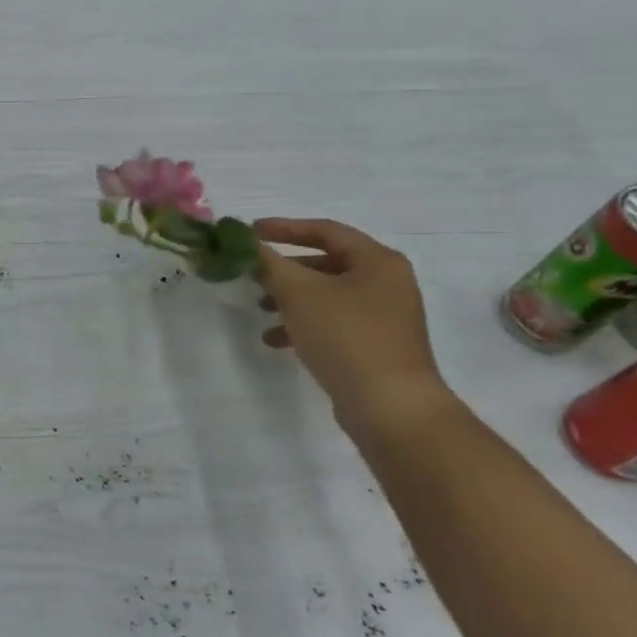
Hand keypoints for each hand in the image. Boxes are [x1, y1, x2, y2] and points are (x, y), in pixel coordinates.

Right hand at [254, 218, 451, 436]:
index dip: (284, 228)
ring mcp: (384, 317)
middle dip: (285, 268)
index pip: (325, 230)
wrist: (391, 408)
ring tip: (260, 309)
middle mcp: (387, 283)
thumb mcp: (298, 293)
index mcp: (378, 261)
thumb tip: (244, 244)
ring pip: (327, 295)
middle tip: (253, 272)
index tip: (249, 232)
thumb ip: (268, 263)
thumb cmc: (346, 337)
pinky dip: (304, 324)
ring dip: (290, 298)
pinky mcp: (376, 345)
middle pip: (326, 263)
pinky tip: (276, 340)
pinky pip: (333, 322)